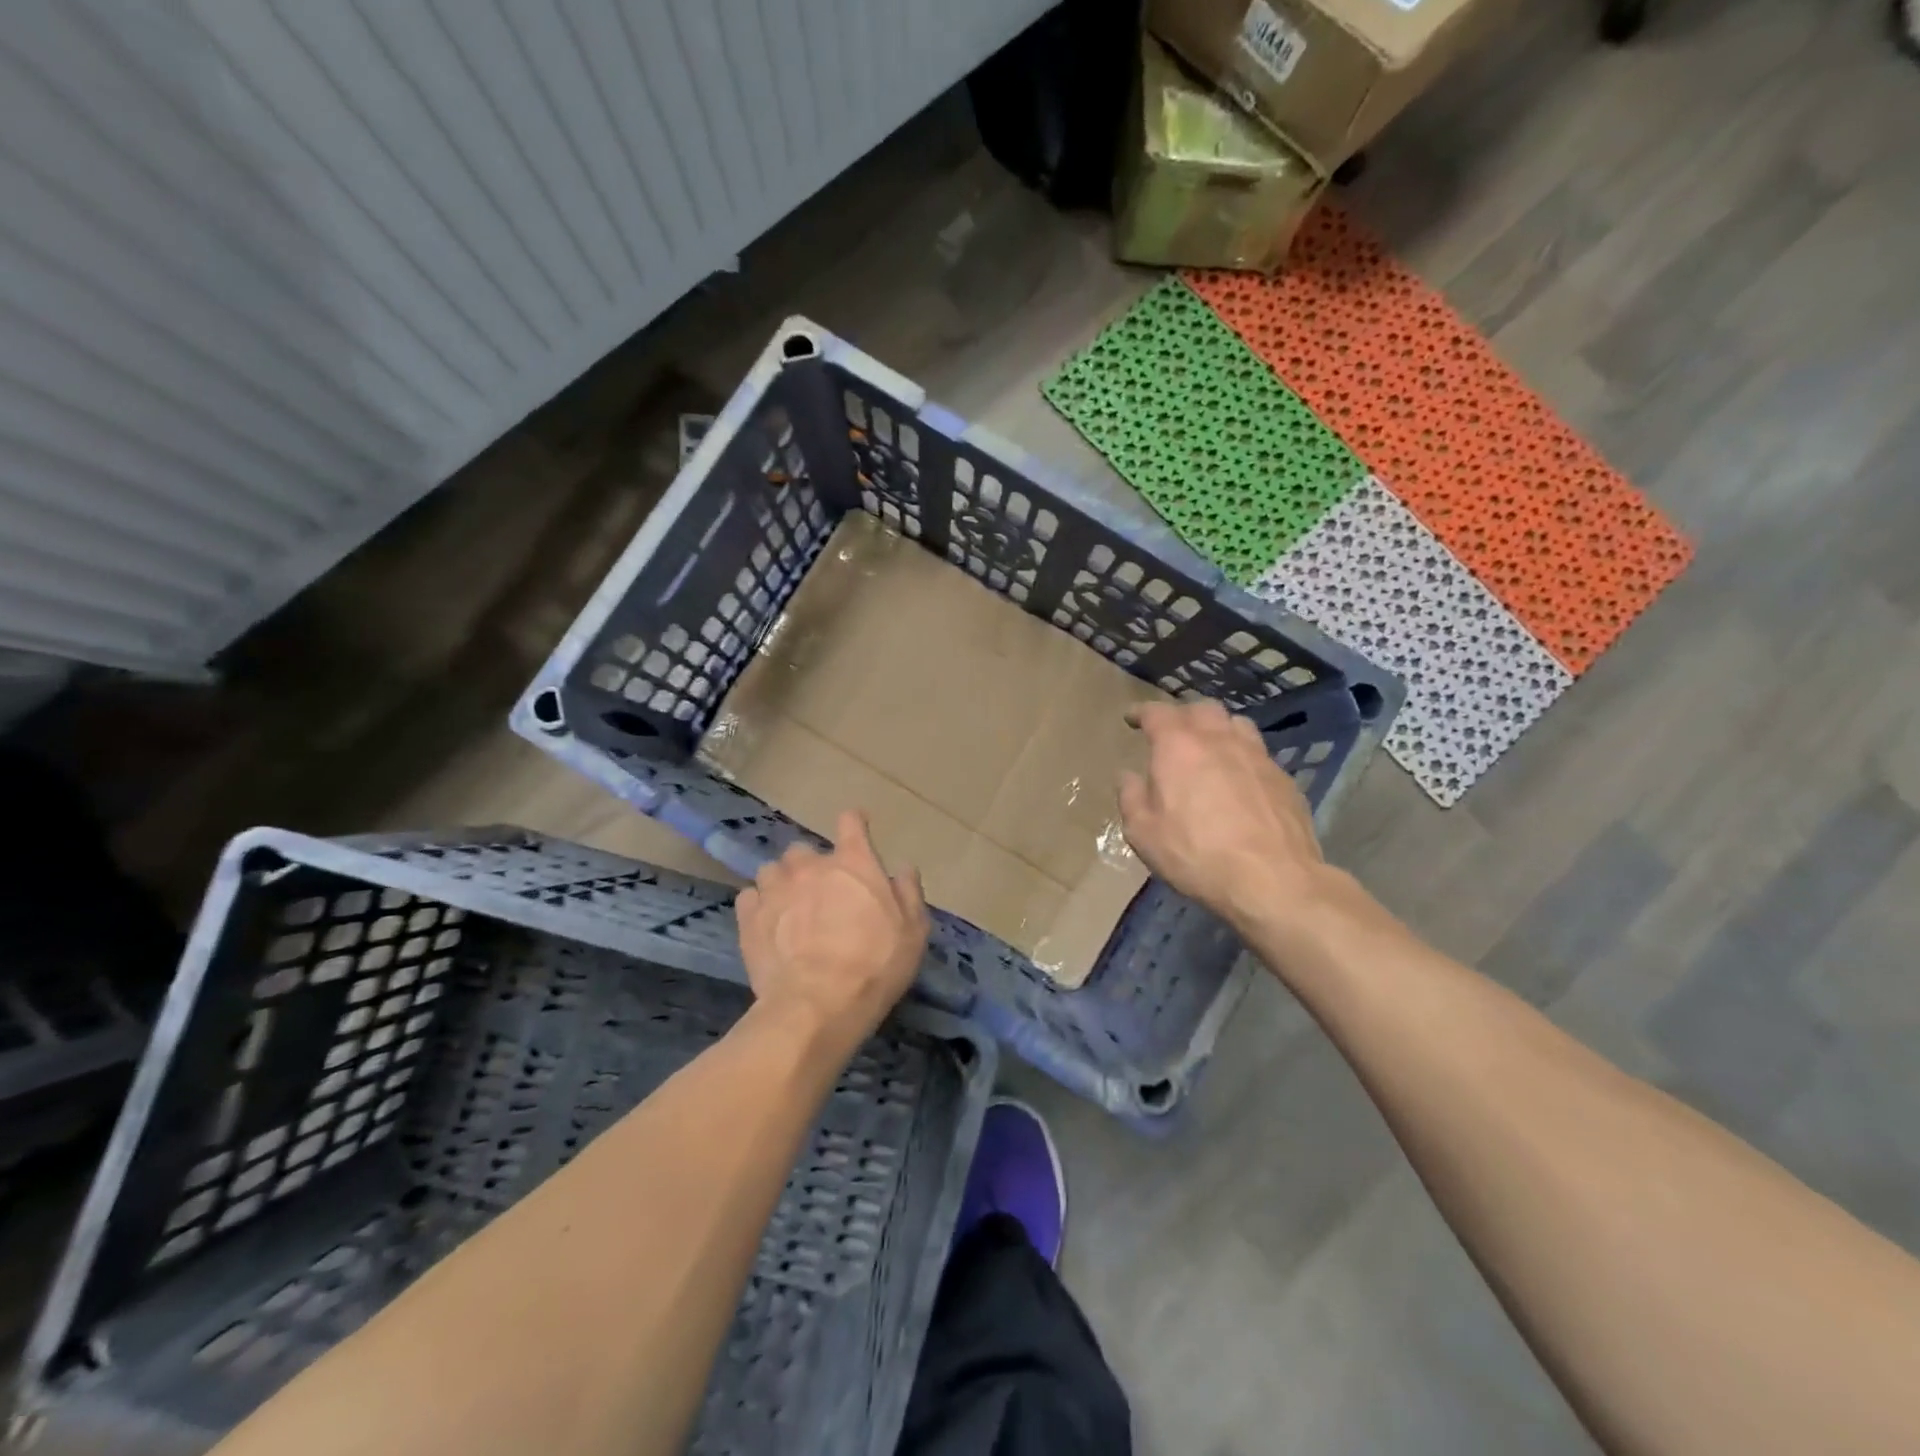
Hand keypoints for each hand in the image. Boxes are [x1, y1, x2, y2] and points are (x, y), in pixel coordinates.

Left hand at [735, 810, 929, 1054]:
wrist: (817, 1005)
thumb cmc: (875, 965)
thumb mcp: (913, 932)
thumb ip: (908, 893)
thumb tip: (902, 867)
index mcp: (854, 863)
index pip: (851, 822)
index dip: (854, 823)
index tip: (857, 829)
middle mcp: (811, 866)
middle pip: (804, 849)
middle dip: (811, 865)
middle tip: (820, 891)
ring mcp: (775, 889)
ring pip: (772, 870)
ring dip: (781, 883)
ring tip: (788, 908)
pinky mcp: (748, 917)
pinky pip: (749, 897)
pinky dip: (758, 906)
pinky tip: (767, 925)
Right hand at [1118, 700, 1329, 930]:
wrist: (1272, 879)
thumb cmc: (1196, 854)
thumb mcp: (1143, 833)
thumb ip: (1131, 798)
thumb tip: (1128, 776)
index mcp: (1178, 747)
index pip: (1156, 713)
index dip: (1141, 712)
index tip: (1131, 718)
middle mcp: (1218, 739)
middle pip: (1201, 709)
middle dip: (1182, 715)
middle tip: (1171, 733)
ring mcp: (1256, 755)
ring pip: (1235, 723)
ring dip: (1217, 728)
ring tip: (1208, 747)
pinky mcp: (1283, 777)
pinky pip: (1257, 752)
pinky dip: (1241, 755)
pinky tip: (1238, 778)